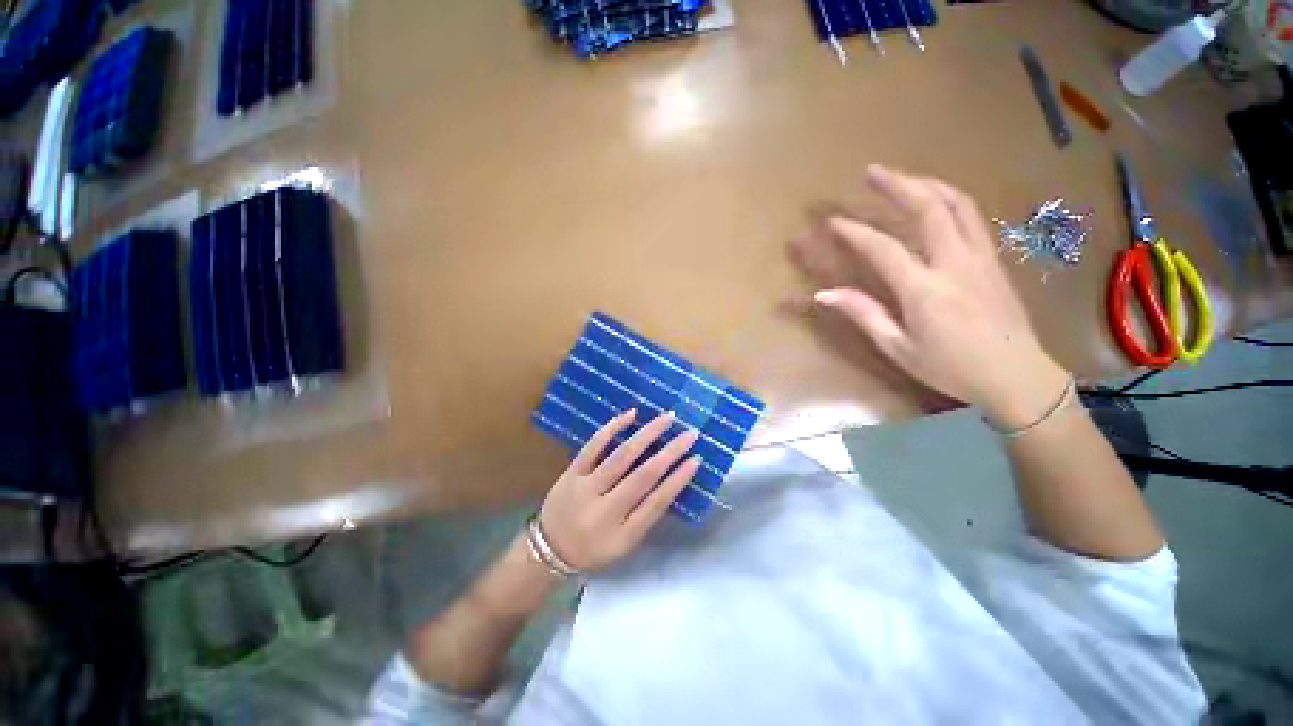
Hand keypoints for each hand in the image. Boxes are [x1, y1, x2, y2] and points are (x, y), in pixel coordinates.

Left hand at [538, 410, 701, 571]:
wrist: (550, 549)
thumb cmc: (594, 549)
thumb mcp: (624, 545)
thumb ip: (645, 518)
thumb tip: (670, 484)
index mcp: (623, 533)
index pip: (656, 503)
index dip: (678, 480)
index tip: (696, 459)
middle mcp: (605, 510)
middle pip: (642, 477)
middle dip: (670, 453)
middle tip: (690, 434)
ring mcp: (585, 489)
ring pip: (620, 457)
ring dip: (646, 435)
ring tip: (667, 419)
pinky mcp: (570, 475)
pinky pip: (592, 447)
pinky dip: (611, 429)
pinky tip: (630, 416)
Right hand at [800, 165, 1068, 428]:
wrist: (1015, 375)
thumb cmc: (956, 371)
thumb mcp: (905, 353)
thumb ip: (867, 317)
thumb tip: (825, 294)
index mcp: (925, 290)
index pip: (882, 248)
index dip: (854, 231)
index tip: (834, 221)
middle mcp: (952, 262)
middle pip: (925, 206)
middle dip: (895, 182)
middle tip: (872, 171)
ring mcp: (977, 255)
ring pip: (954, 202)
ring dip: (927, 182)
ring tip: (908, 179)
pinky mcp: (993, 257)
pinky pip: (972, 215)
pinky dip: (951, 199)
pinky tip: (941, 201)